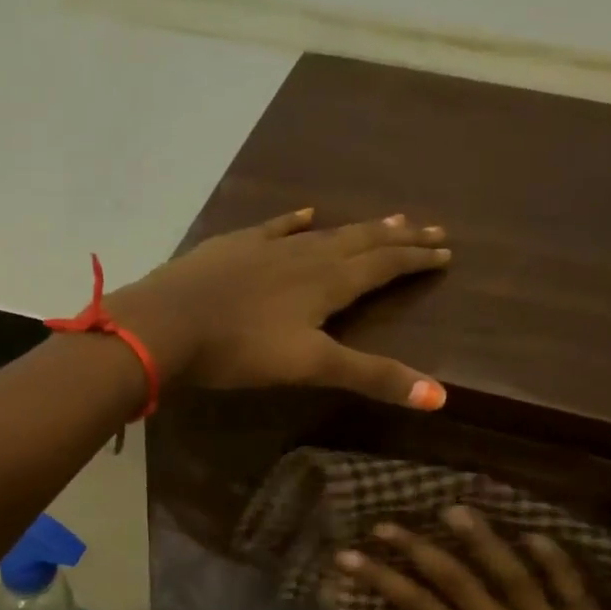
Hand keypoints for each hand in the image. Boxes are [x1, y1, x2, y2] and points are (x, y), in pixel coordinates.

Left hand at [112, 209, 451, 407]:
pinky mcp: (234, 246)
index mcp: (327, 282)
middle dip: (398, 238)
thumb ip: (372, 376)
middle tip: (431, 228)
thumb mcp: (310, 366)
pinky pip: (275, 227)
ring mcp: (267, 246)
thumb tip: (441, 397)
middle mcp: (305, 256)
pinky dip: (295, 220)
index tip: (445, 251)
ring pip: (324, 233)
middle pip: (361, 242)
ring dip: (358, 228)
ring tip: (386, 218)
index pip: (383, 265)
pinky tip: (306, 212)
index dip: (415, 259)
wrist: (165, 324)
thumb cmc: (239, 349)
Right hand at [339, 507, 610, 609]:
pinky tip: (532, 534)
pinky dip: (553, 560)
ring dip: (481, 540)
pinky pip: (572, 588)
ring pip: (512, 574)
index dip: (382, 578)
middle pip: (457, 581)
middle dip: (417, 549)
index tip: (351, 556)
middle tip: (387, 523)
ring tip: (453, 510)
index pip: (420, 606)